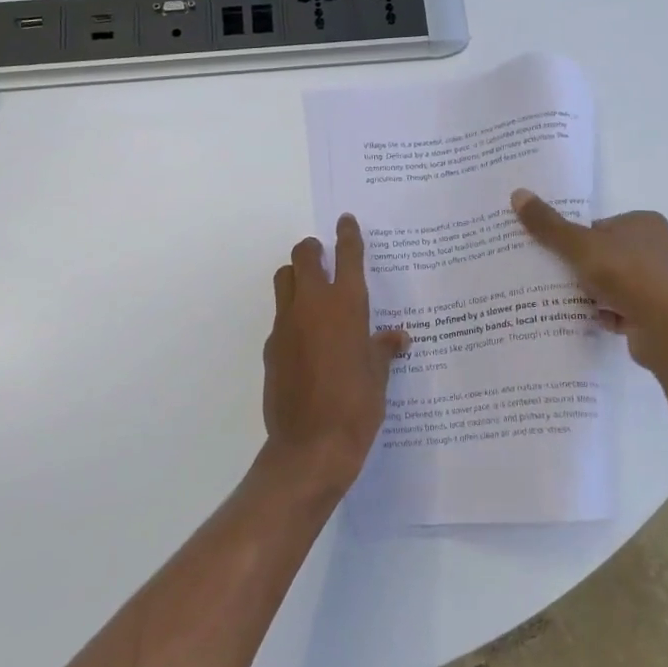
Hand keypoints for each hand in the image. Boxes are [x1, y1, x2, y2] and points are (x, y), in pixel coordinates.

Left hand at [260, 214, 409, 499]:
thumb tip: (397, 338)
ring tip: (312, 293)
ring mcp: (286, 325)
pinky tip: (306, 342)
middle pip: (302, 256)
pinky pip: (280, 319)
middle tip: (323, 257)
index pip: (347, 256)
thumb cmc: (356, 407)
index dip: (348, 235)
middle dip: (312, 250)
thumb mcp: (379, 377)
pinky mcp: (270, 348)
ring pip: (283, 281)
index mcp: (346, 306)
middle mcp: (311, 306)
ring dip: (296, 277)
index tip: (345, 220)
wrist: (311, 446)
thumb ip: (383, 350)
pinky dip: (292, 318)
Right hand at [510, 189, 667, 370]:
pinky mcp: (655, 312)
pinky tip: (586, 318)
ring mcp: (657, 282)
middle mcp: (655, 249)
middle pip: (602, 254)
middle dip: (578, 267)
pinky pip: (619, 308)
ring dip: (589, 292)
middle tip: (549, 276)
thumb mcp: (581, 246)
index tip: (551, 252)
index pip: (598, 226)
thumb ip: (549, 225)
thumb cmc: (628, 275)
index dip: (573, 238)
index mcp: (643, 223)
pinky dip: (602, 313)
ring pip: (609, 283)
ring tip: (561, 299)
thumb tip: (518, 193)